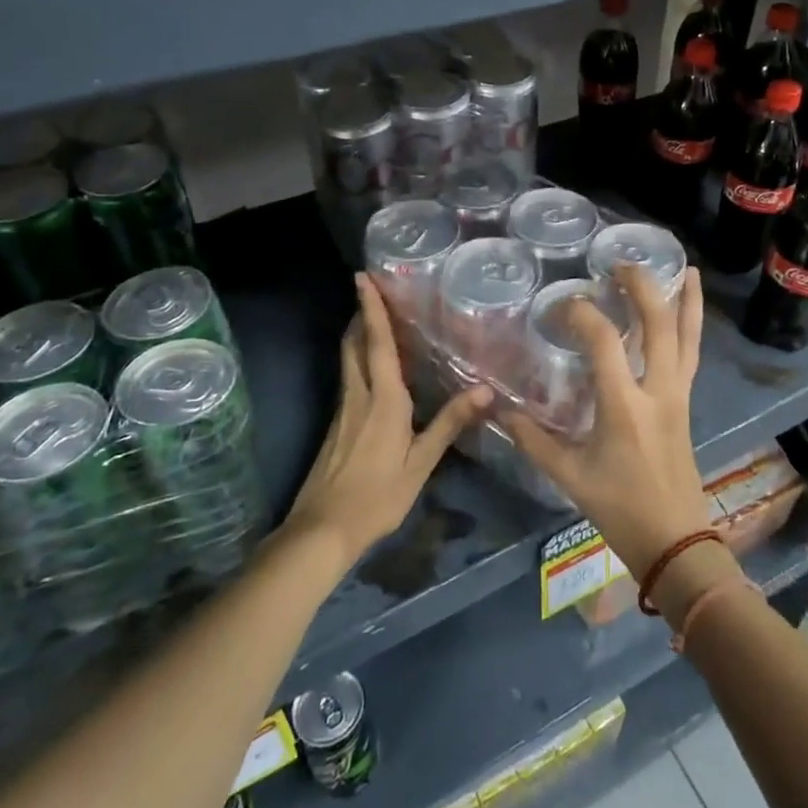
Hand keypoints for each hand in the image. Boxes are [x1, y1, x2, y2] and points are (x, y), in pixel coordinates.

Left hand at [284, 274, 491, 567]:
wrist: (322, 530)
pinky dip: (359, 359)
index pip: (378, 343)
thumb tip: (485, 389)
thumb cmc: (377, 495)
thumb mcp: (421, 463)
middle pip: (355, 344)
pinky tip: (374, 369)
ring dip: (358, 334)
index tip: (363, 277)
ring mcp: (344, 409)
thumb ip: (450, 423)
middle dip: (361, 314)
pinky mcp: (337, 424)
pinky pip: (349, 377)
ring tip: (374, 318)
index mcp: (383, 399)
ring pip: (348, 359)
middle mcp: (359, 395)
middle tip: (372, 290)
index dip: (371, 309)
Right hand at [501, 265, 712, 575]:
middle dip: (641, 288)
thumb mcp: (569, 476)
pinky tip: (690, 308)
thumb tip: (500, 411)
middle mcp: (657, 391)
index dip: (582, 314)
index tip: (562, 307)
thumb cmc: (620, 508)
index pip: (604, 342)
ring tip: (682, 266)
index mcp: (623, 407)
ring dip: (683, 300)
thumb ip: (533, 440)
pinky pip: (692, 354)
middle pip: (657, 326)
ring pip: (686, 337)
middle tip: (619, 265)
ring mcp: (678, 394)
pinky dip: (692, 325)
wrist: (674, 540)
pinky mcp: (686, 401)